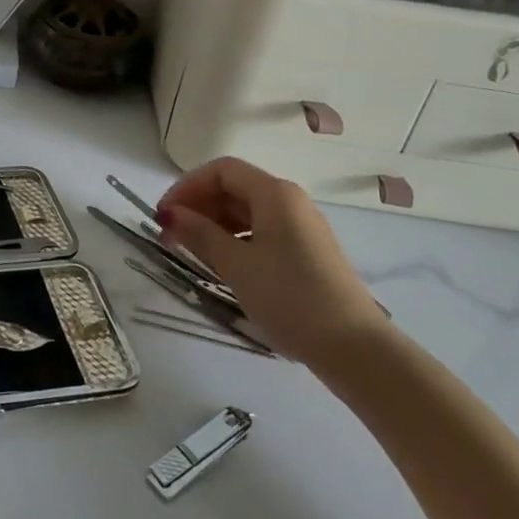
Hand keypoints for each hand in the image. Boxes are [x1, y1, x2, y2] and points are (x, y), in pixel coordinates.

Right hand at [157, 157, 385, 365]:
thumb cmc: (289, 297)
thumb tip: (170, 214)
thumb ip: (199, 233)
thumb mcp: (236, 264)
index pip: (221, 171)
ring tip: (190, 251)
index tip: (163, 215)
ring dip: (214, 224)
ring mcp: (301, 227)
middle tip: (170, 236)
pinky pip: (261, 231)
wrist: (354, 347)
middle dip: (198, 206)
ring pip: (247, 211)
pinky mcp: (306, 252)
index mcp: (274, 193)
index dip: (187, 186)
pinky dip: (235, 239)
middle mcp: (290, 201)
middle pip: (234, 188)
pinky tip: (222, 263)